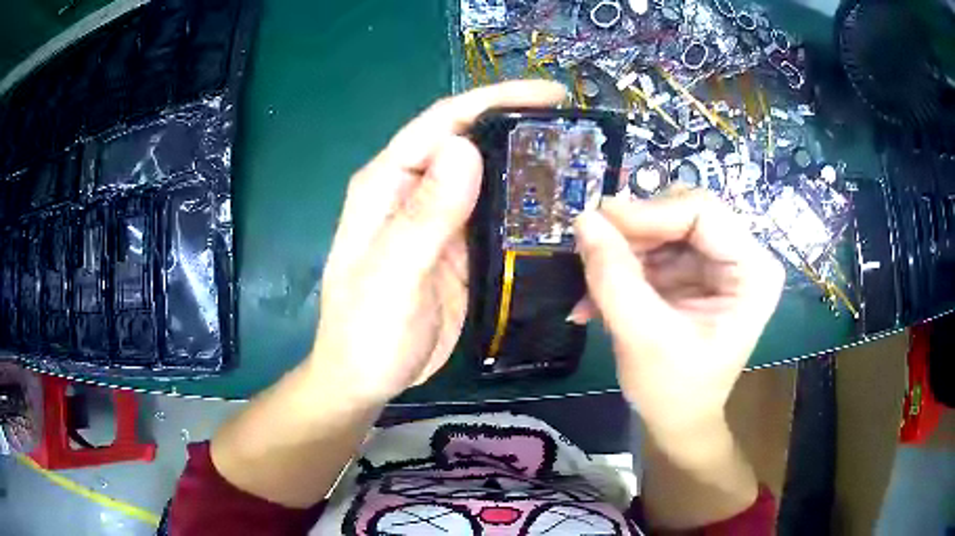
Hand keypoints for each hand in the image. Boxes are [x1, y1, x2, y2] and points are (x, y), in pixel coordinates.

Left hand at [310, 80, 567, 403]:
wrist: (365, 380)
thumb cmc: (364, 333)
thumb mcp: (391, 277)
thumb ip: (423, 216)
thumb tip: (463, 148)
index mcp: (388, 184)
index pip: (443, 123)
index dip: (496, 100)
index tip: (553, 95)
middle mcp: (415, 191)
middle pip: (472, 143)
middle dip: (522, 129)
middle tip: (579, 133)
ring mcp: (440, 221)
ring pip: (490, 179)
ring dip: (531, 169)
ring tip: (582, 166)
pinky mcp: (460, 250)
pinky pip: (498, 219)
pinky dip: (528, 211)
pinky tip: (561, 213)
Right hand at [572, 190, 783, 441]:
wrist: (679, 419)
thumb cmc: (674, 390)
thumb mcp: (643, 338)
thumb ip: (615, 278)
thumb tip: (585, 219)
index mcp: (753, 271)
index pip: (702, 211)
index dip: (649, 212)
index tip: (597, 224)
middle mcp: (743, 256)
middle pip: (682, 213)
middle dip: (633, 233)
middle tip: (590, 253)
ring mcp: (719, 261)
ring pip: (663, 226)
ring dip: (623, 250)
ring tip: (592, 284)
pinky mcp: (696, 270)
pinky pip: (655, 246)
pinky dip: (624, 264)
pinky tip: (599, 293)